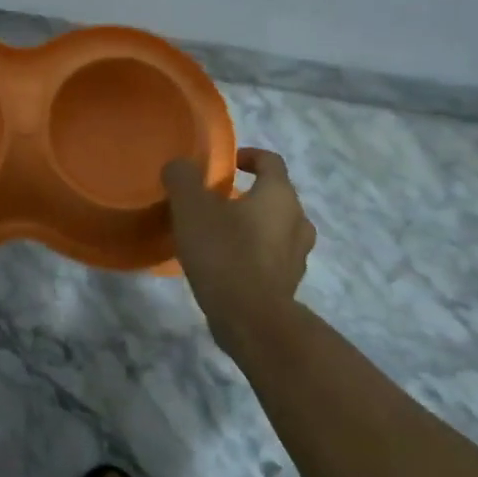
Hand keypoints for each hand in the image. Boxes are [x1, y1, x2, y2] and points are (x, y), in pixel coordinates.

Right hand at [163, 148, 316, 344]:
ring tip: (220, 233)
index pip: (270, 161)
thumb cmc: (224, 253)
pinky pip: (271, 257)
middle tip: (216, 201)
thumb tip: (180, 166)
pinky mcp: (288, 285)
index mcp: (279, 195)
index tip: (226, 164)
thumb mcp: (192, 207)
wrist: (251, 320)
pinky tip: (225, 264)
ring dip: (253, 225)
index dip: (248, 156)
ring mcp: (297, 256)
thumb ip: (183, 178)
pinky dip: (253, 254)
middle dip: (248, 194)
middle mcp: (297, 221)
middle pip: (275, 196)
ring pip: (276, 228)